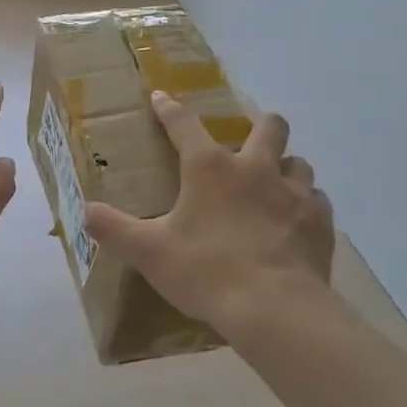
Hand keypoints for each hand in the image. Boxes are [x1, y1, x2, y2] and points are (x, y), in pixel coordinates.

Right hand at [84, 92, 334, 333]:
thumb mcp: (149, 253)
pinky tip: (297, 221)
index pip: (184, 125)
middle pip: (269, 126)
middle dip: (260, 125)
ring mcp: (294, 193)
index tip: (161, 97)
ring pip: (299, 162)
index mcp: (210, 168)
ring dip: (286, 167)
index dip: (170, 109)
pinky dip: (307, 205)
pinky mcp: (320, 221)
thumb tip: (85, 211)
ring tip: (275, 185)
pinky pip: (317, 200)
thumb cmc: (206, 271)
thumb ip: (115, 229)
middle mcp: (256, 168)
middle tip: (249, 141)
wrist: (275, 310)